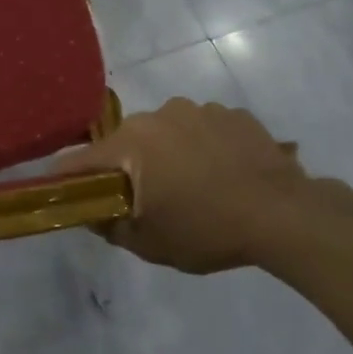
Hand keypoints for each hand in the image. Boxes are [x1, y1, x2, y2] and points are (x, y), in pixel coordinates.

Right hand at [52, 99, 352, 275]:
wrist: (285, 215)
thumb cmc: (207, 230)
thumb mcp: (150, 244)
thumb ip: (111, 227)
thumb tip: (94, 215)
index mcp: (130, 143)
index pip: (80, 159)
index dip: (68, 178)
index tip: (67, 193)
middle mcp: (158, 114)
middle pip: (126, 142)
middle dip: (128, 167)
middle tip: (145, 199)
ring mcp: (199, 109)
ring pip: (166, 132)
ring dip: (168, 154)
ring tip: (194, 186)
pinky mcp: (233, 113)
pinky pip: (203, 129)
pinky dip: (203, 147)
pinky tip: (223, 173)